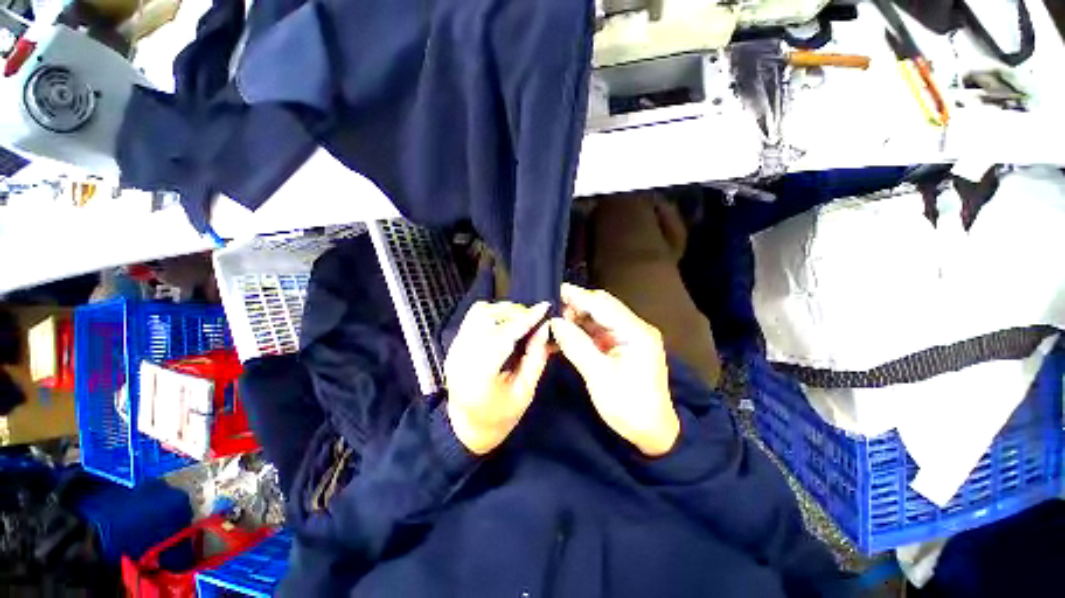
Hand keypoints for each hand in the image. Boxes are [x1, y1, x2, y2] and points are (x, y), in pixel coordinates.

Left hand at [445, 301, 550, 454]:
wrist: (465, 427)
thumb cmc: (499, 417)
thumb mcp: (525, 392)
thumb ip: (536, 358)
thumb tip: (545, 328)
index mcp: (480, 374)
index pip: (504, 335)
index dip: (526, 319)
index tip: (544, 307)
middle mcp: (463, 355)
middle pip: (489, 317)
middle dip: (516, 313)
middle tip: (535, 320)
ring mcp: (455, 347)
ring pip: (479, 312)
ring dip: (503, 311)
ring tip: (521, 321)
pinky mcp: (455, 343)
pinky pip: (473, 317)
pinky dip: (492, 314)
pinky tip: (505, 324)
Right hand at [550, 283, 678, 456]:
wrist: (653, 433)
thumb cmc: (629, 407)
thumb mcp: (599, 377)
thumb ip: (576, 346)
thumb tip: (555, 322)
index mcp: (636, 332)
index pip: (602, 305)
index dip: (577, 296)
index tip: (554, 290)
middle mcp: (635, 328)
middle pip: (602, 306)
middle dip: (576, 305)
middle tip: (551, 308)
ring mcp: (629, 336)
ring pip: (599, 317)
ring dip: (578, 316)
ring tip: (555, 319)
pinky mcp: (623, 345)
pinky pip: (599, 330)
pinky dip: (583, 329)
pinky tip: (567, 330)